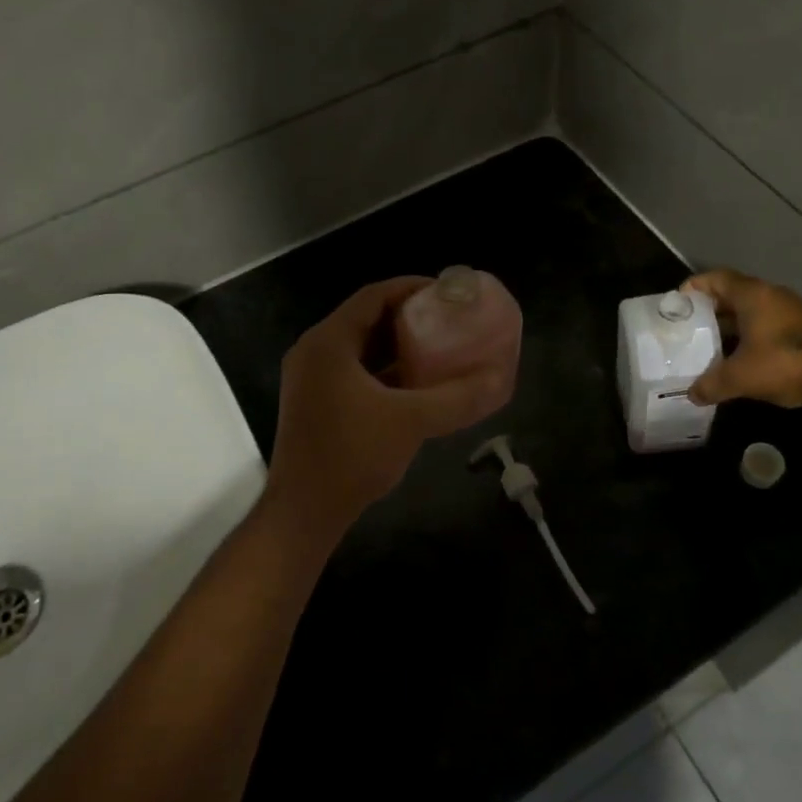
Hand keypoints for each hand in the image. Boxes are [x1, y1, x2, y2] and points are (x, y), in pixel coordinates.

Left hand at [267, 277, 501, 535]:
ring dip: (396, 344)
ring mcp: (311, 378)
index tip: (446, 292)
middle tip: (447, 318)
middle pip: (366, 318)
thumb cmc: (352, 456)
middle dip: (407, 316)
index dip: (411, 287)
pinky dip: (383, 369)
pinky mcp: (315, 402)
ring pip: (360, 346)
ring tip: (438, 345)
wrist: (303, 513)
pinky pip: (353, 370)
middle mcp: (315, 351)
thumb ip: (457, 398)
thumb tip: (499, 378)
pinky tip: (415, 381)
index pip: (373, 296)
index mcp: (329, 342)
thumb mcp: (411, 422)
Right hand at [685, 270, 801, 409]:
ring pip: (748, 311)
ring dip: (728, 325)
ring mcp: (788, 311)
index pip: (715, 278)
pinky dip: (746, 335)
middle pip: (730, 294)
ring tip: (706, 345)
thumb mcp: (740, 377)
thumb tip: (691, 394)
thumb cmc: (784, 364)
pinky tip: (736, 358)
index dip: (693, 287)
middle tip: (687, 328)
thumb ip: (711, 384)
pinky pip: (763, 323)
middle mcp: (769, 295)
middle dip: (707, 310)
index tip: (676, 304)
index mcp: (752, 295)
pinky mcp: (800, 328)